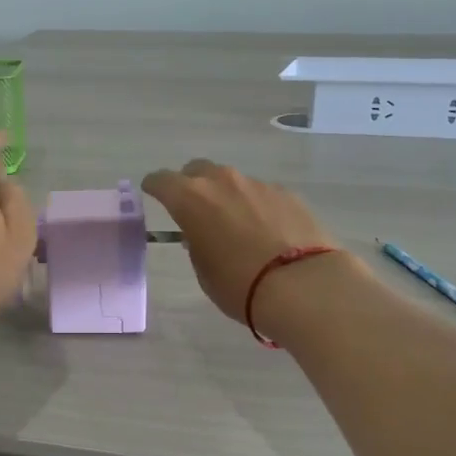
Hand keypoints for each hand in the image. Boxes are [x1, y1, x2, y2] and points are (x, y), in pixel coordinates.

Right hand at [141, 159, 342, 323]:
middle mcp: (222, 182)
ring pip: (232, 181)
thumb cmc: (240, 285)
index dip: (155, 187)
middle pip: (198, 170)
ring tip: (234, 224)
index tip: (152, 193)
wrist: (303, 285)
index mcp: (191, 199)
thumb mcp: (204, 271)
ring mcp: (258, 184)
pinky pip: (261, 193)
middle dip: (191, 184)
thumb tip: (202, 233)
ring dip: (226, 196)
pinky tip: (266, 231)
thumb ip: (197, 244)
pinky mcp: (287, 194)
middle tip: (194, 208)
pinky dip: (256, 206)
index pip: (162, 180)